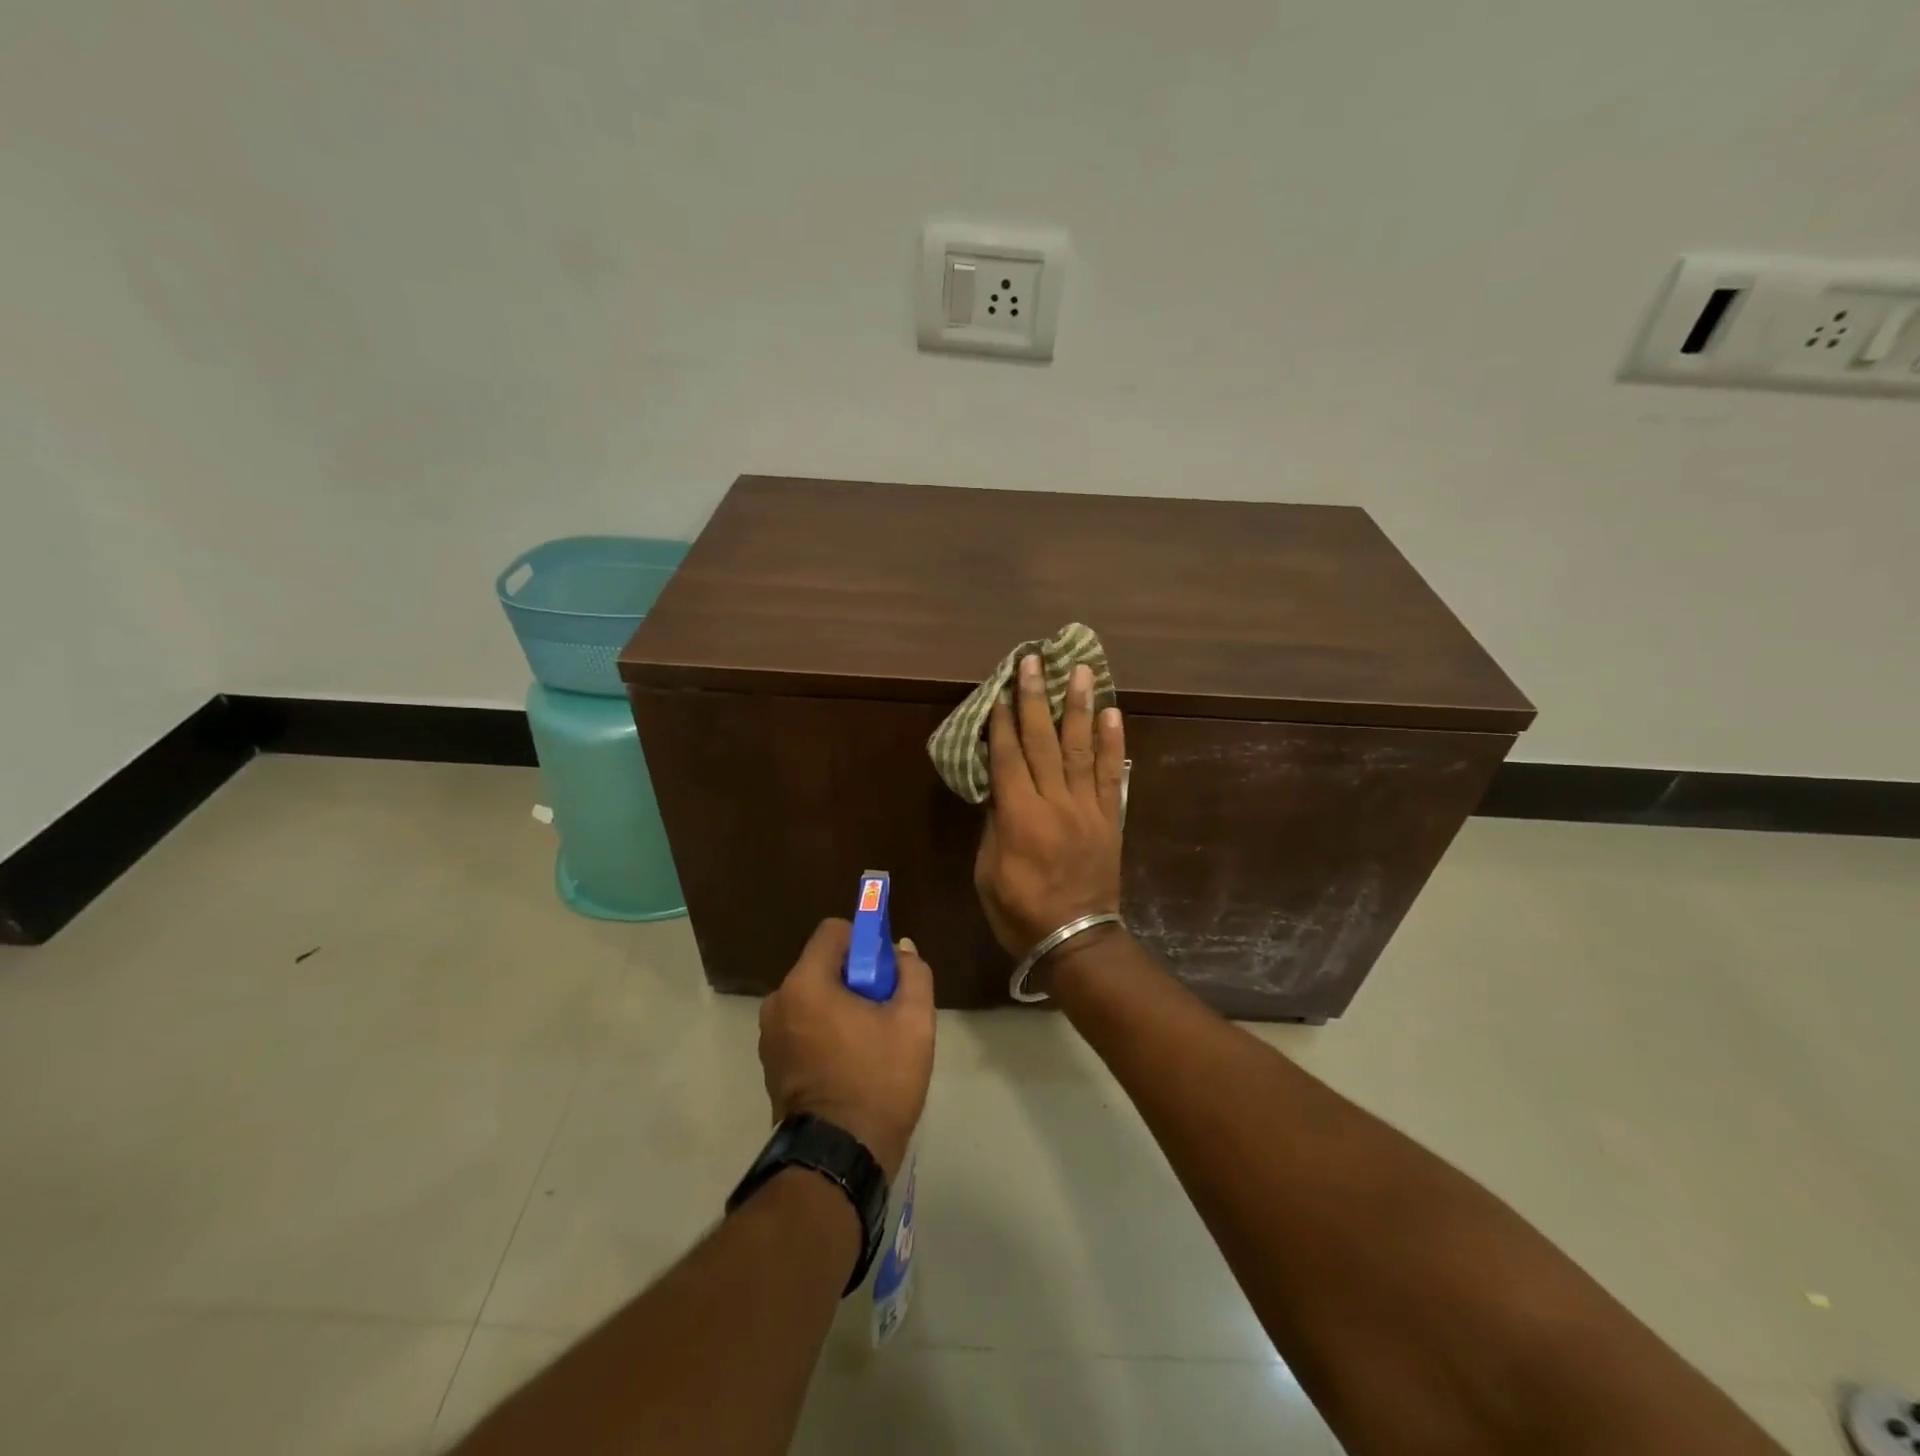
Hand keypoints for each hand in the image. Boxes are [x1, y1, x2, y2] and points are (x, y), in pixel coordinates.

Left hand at [758, 918, 935, 1181]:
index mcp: (805, 984)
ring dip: (840, 1008)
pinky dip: (825, 1034)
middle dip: (855, 979)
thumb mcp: (914, 1021)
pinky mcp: (771, 1066)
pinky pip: (803, 1028)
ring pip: (814, 999)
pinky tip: (850, 1065)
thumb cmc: (878, 1081)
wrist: (839, 1159)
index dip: (865, 941)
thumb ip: (912, 973)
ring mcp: (769, 1037)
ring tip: (870, 1044)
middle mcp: (778, 1002)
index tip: (885, 972)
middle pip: (823, 966)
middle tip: (884, 1012)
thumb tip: (901, 950)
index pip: (833, 931)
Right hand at [973, 656, 1126, 961]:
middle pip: (1043, 742)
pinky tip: (1112, 713)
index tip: (1001, 687)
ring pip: (1080, 749)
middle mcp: (1055, 803)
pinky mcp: (1109, 818)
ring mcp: (1087, 808)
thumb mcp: (988, 872)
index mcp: (1019, 817)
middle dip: (1037, 698)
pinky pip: (1109, 774)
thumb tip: (998, 786)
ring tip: (1082, 670)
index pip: (1008, 757)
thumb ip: (993, 824)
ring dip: (1079, 707)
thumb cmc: (1019, 910)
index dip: (1003, 721)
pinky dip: (1110, 742)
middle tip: (1034, 660)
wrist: (1076, 939)